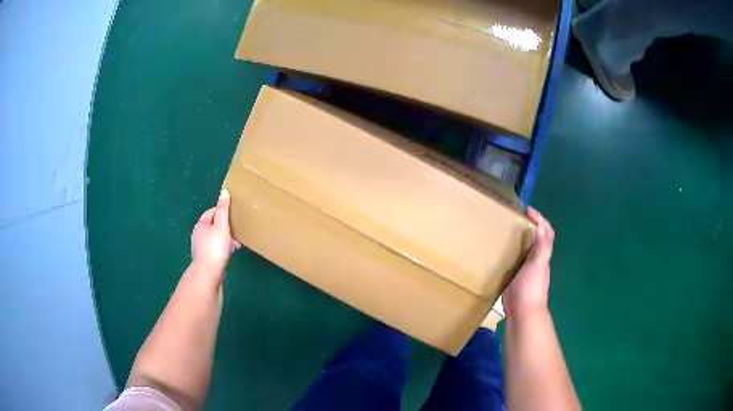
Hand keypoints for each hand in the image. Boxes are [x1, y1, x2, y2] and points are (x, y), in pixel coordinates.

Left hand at [191, 189, 240, 276]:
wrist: (208, 272)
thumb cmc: (215, 247)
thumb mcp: (221, 225)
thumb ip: (223, 209)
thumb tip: (224, 191)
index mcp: (201, 224)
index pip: (211, 212)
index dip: (222, 211)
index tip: (233, 214)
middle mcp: (198, 234)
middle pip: (212, 225)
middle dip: (225, 227)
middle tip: (236, 230)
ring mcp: (200, 247)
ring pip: (214, 238)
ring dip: (225, 239)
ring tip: (235, 244)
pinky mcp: (204, 258)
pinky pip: (214, 248)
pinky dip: (222, 248)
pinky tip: (229, 253)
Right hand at [503, 207, 554, 318]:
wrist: (522, 313)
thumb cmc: (531, 288)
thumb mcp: (538, 265)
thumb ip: (542, 247)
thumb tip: (542, 225)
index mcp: (542, 254)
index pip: (545, 232)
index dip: (539, 218)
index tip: (526, 209)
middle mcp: (535, 259)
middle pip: (534, 237)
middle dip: (527, 225)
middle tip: (511, 215)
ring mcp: (525, 268)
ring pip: (523, 248)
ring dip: (517, 237)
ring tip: (502, 228)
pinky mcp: (514, 276)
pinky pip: (512, 259)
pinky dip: (507, 251)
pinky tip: (496, 249)